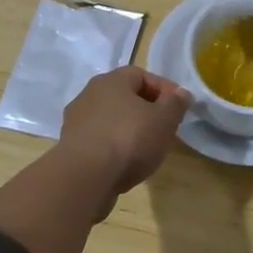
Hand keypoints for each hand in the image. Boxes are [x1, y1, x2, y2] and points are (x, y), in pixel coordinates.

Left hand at [59, 66, 191, 198]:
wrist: (85, 177)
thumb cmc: (129, 139)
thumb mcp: (164, 119)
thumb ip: (176, 103)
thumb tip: (182, 93)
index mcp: (111, 81)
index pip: (141, 75)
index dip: (163, 88)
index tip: (179, 107)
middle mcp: (89, 95)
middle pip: (124, 97)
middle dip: (147, 110)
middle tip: (165, 127)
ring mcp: (76, 122)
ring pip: (111, 120)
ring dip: (129, 130)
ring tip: (147, 149)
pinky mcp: (70, 147)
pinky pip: (100, 140)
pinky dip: (114, 147)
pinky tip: (126, 163)